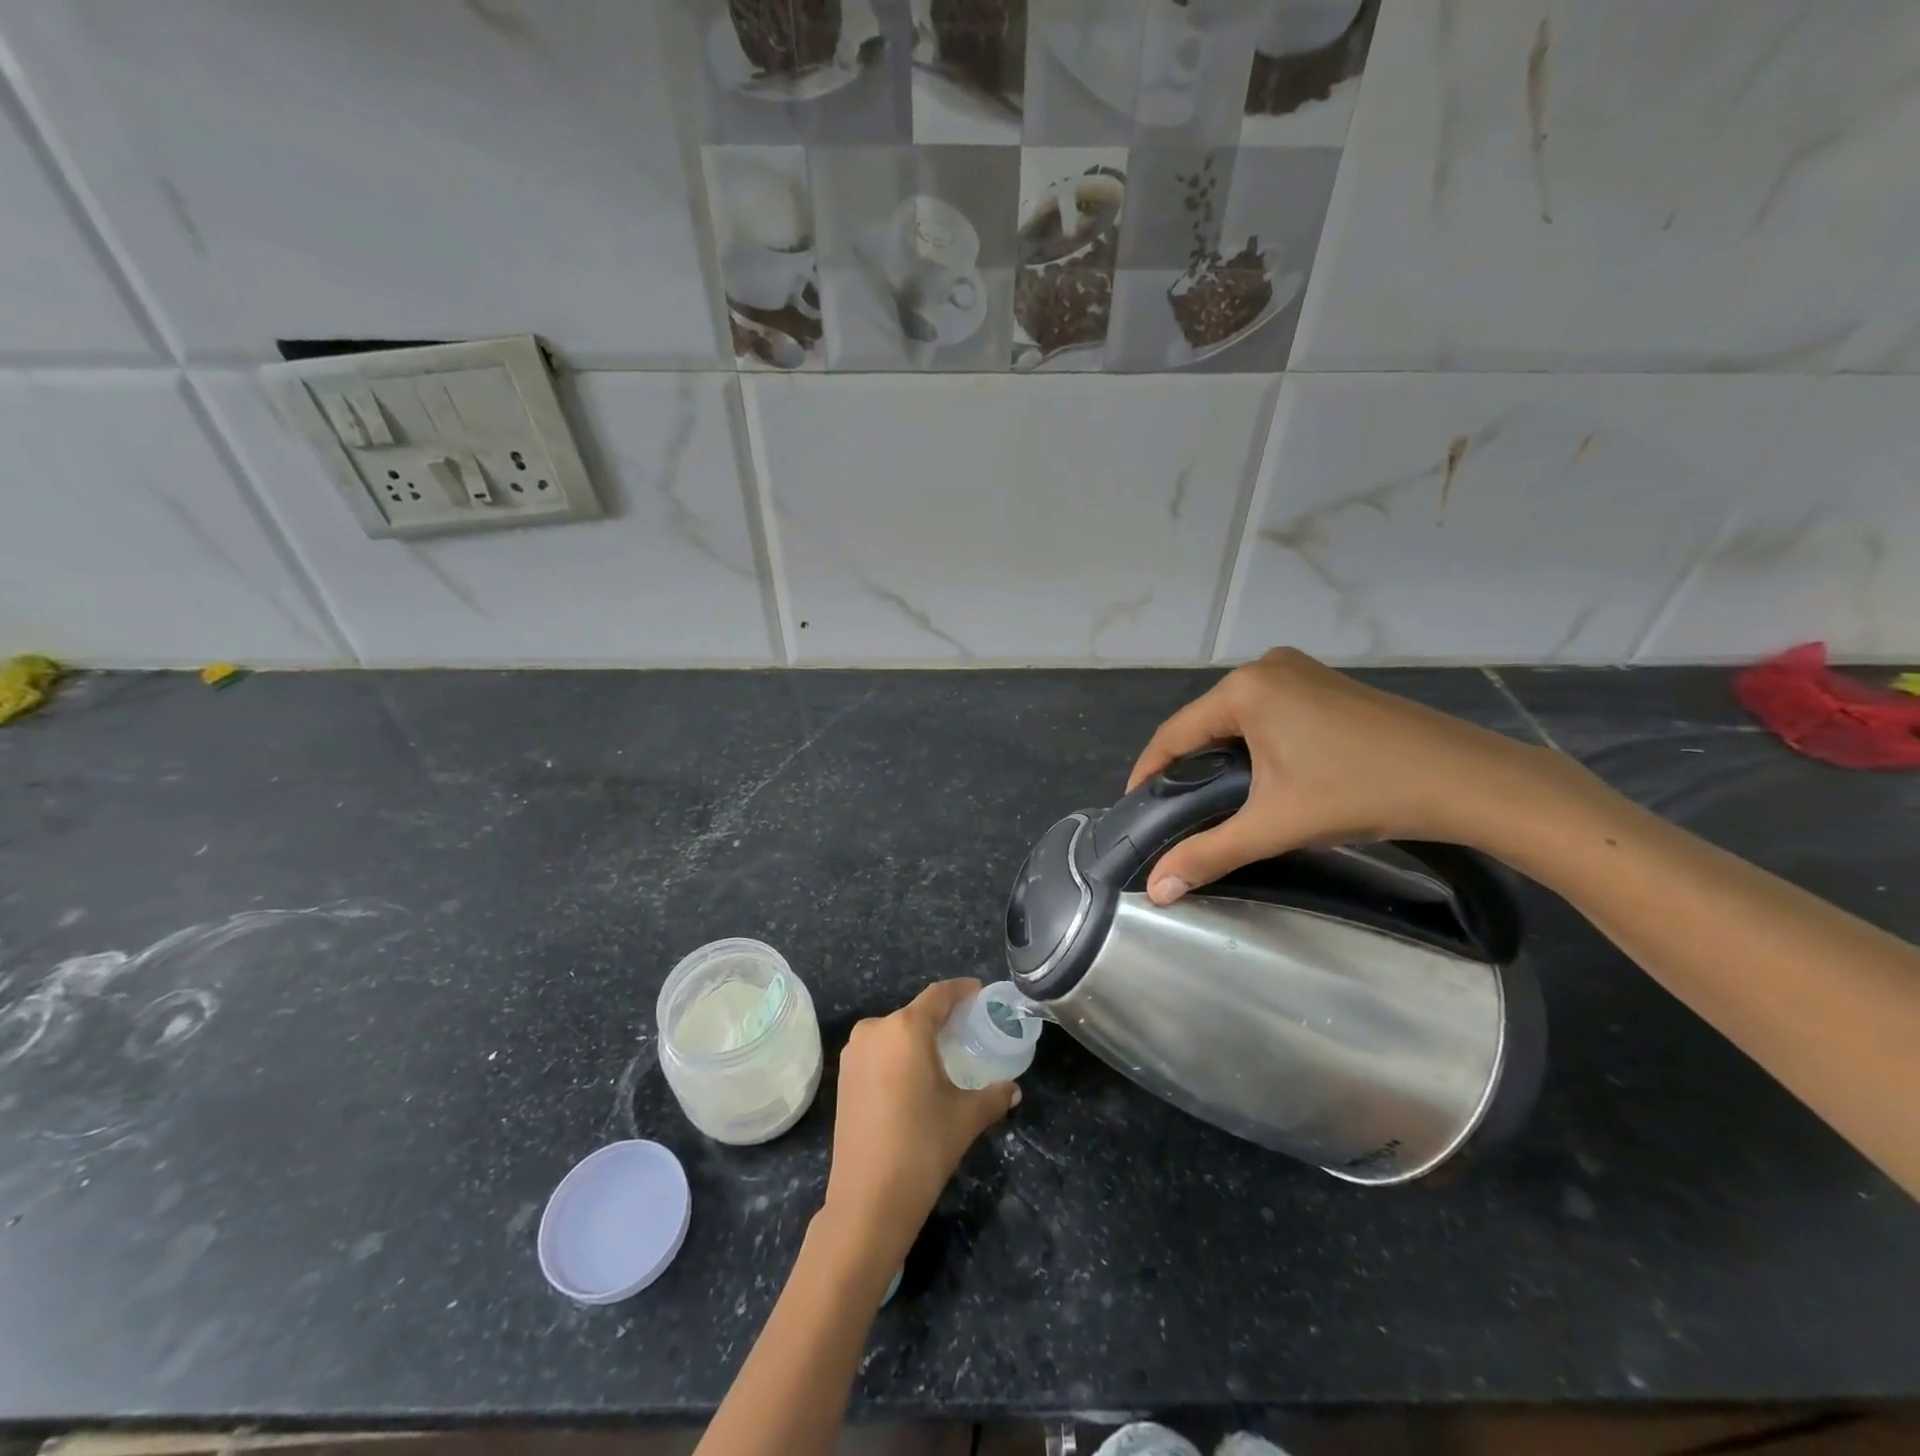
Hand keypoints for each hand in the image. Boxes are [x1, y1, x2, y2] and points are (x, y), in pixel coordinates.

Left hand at [820, 979, 1018, 1263]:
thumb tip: (1013, 1090)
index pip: (938, 995)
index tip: (979, 991)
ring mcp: (853, 1053)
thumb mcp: (965, 1118)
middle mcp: (875, 1029)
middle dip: (941, 1018)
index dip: (961, 990)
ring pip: (894, 1032)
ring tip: (943, 1054)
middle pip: (915, 1013)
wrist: (867, 1201)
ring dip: (917, 1038)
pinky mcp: (843, 1077)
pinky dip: (898, 1055)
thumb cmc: (921, 1147)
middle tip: (967, 1029)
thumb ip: (993, 1096)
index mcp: (905, 1028)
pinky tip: (914, 1076)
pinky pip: (878, 1052)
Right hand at [1128, 646, 1558, 903]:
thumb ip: (1208, 854)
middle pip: (1205, 723)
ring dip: (1220, 755)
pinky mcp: (1327, 684)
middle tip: (1176, 811)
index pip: (1174, 733)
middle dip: (1186, 767)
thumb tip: (1156, 891)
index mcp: (1244, 689)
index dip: (1148, 773)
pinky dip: (1254, 743)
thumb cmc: (1360, 793)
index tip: (1135, 808)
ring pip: (1238, 718)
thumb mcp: (1275, 826)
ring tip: (1213, 799)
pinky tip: (1262, 775)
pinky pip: (1269, 712)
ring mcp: (1301, 671)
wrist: (1467, 780)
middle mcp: (1266, 668)